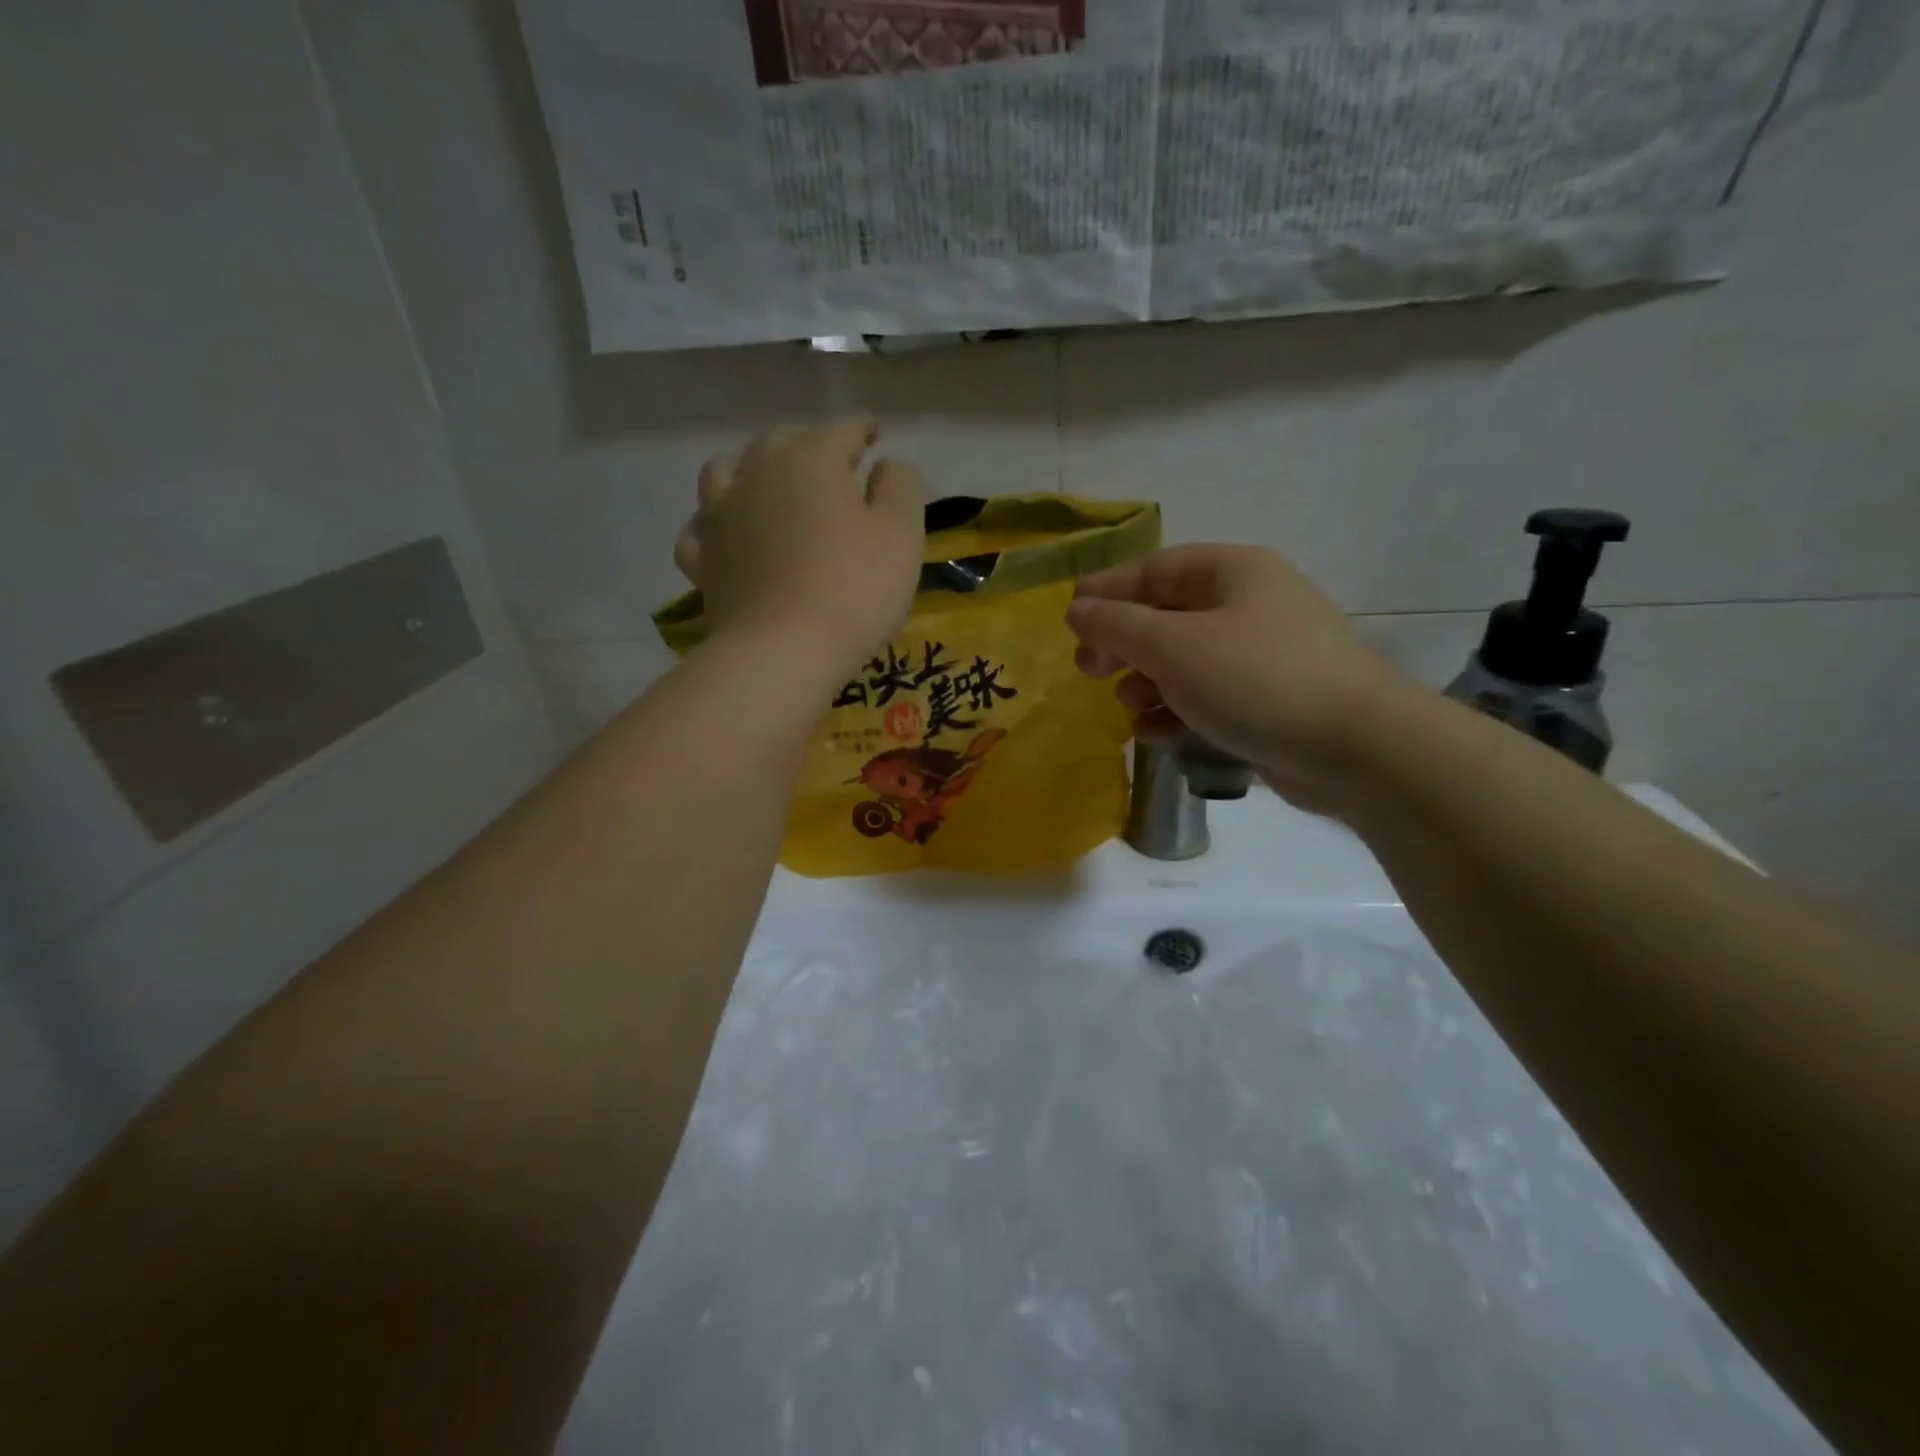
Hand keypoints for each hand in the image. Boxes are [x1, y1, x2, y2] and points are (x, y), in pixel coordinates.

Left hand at [676, 419, 925, 677]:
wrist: (784, 651)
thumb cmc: (854, 589)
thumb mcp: (901, 534)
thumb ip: (901, 486)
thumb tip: (886, 465)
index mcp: (811, 460)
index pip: (843, 431)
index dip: (863, 430)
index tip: (876, 434)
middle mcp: (757, 473)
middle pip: (782, 441)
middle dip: (809, 443)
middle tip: (831, 462)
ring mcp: (720, 515)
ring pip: (727, 471)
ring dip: (750, 468)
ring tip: (766, 482)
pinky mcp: (703, 559)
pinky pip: (700, 528)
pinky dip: (713, 521)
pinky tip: (724, 531)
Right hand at [1066, 544, 1404, 813]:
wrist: (1353, 748)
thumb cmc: (1254, 679)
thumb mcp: (1171, 646)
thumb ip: (1117, 625)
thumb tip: (1077, 610)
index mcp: (1234, 572)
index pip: (1156, 569)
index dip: (1108, 590)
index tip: (1069, 616)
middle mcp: (1251, 605)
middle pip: (1169, 616)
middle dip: (1123, 643)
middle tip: (1088, 670)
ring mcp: (1265, 655)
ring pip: (1187, 660)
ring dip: (1147, 681)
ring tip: (1126, 705)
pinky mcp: (1271, 701)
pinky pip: (1209, 696)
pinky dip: (1177, 711)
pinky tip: (1153, 734)